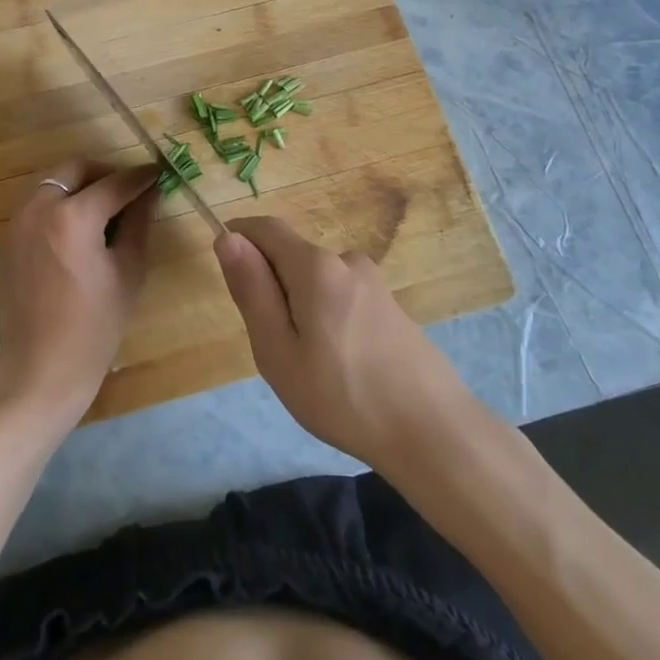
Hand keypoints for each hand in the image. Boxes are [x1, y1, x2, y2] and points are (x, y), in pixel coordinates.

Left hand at [0, 159, 159, 437]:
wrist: (39, 370)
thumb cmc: (94, 327)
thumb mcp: (128, 272)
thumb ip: (138, 223)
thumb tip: (150, 191)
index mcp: (72, 217)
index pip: (114, 183)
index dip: (141, 177)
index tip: (159, 173)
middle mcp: (39, 208)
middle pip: (75, 168)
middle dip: (105, 173)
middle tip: (130, 190)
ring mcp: (18, 222)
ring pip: (53, 182)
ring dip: (81, 184)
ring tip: (107, 207)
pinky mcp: (8, 238)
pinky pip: (38, 203)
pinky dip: (61, 201)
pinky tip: (81, 226)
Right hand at [214, 217, 473, 473]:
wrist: (431, 431)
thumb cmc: (342, 395)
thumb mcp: (278, 351)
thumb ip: (252, 290)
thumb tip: (227, 238)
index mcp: (315, 266)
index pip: (266, 228)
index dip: (239, 237)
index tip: (227, 274)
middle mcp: (346, 261)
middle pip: (292, 255)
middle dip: (270, 285)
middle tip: (272, 346)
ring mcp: (373, 282)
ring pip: (316, 279)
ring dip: (299, 305)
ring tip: (309, 365)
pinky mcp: (389, 304)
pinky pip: (340, 295)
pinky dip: (325, 316)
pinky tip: (340, 365)